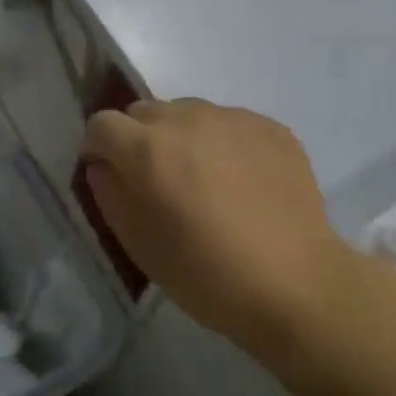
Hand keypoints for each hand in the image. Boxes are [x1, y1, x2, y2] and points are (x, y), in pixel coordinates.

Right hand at [81, 99, 365, 352]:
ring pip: (188, 112)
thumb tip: (102, 166)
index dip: (99, 149)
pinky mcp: (270, 127)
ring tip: (204, 179)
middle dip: (139, 139)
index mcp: (147, 149)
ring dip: (182, 137)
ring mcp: (232, 119)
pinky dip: (223, 143)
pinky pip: (229, 123)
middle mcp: (186, 120)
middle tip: (158, 180)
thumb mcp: (139, 244)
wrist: (297, 284)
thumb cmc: (206, 273)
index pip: (101, 124)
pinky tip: (242, 182)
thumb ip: (109, 195)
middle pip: (143, 112)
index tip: (111, 175)